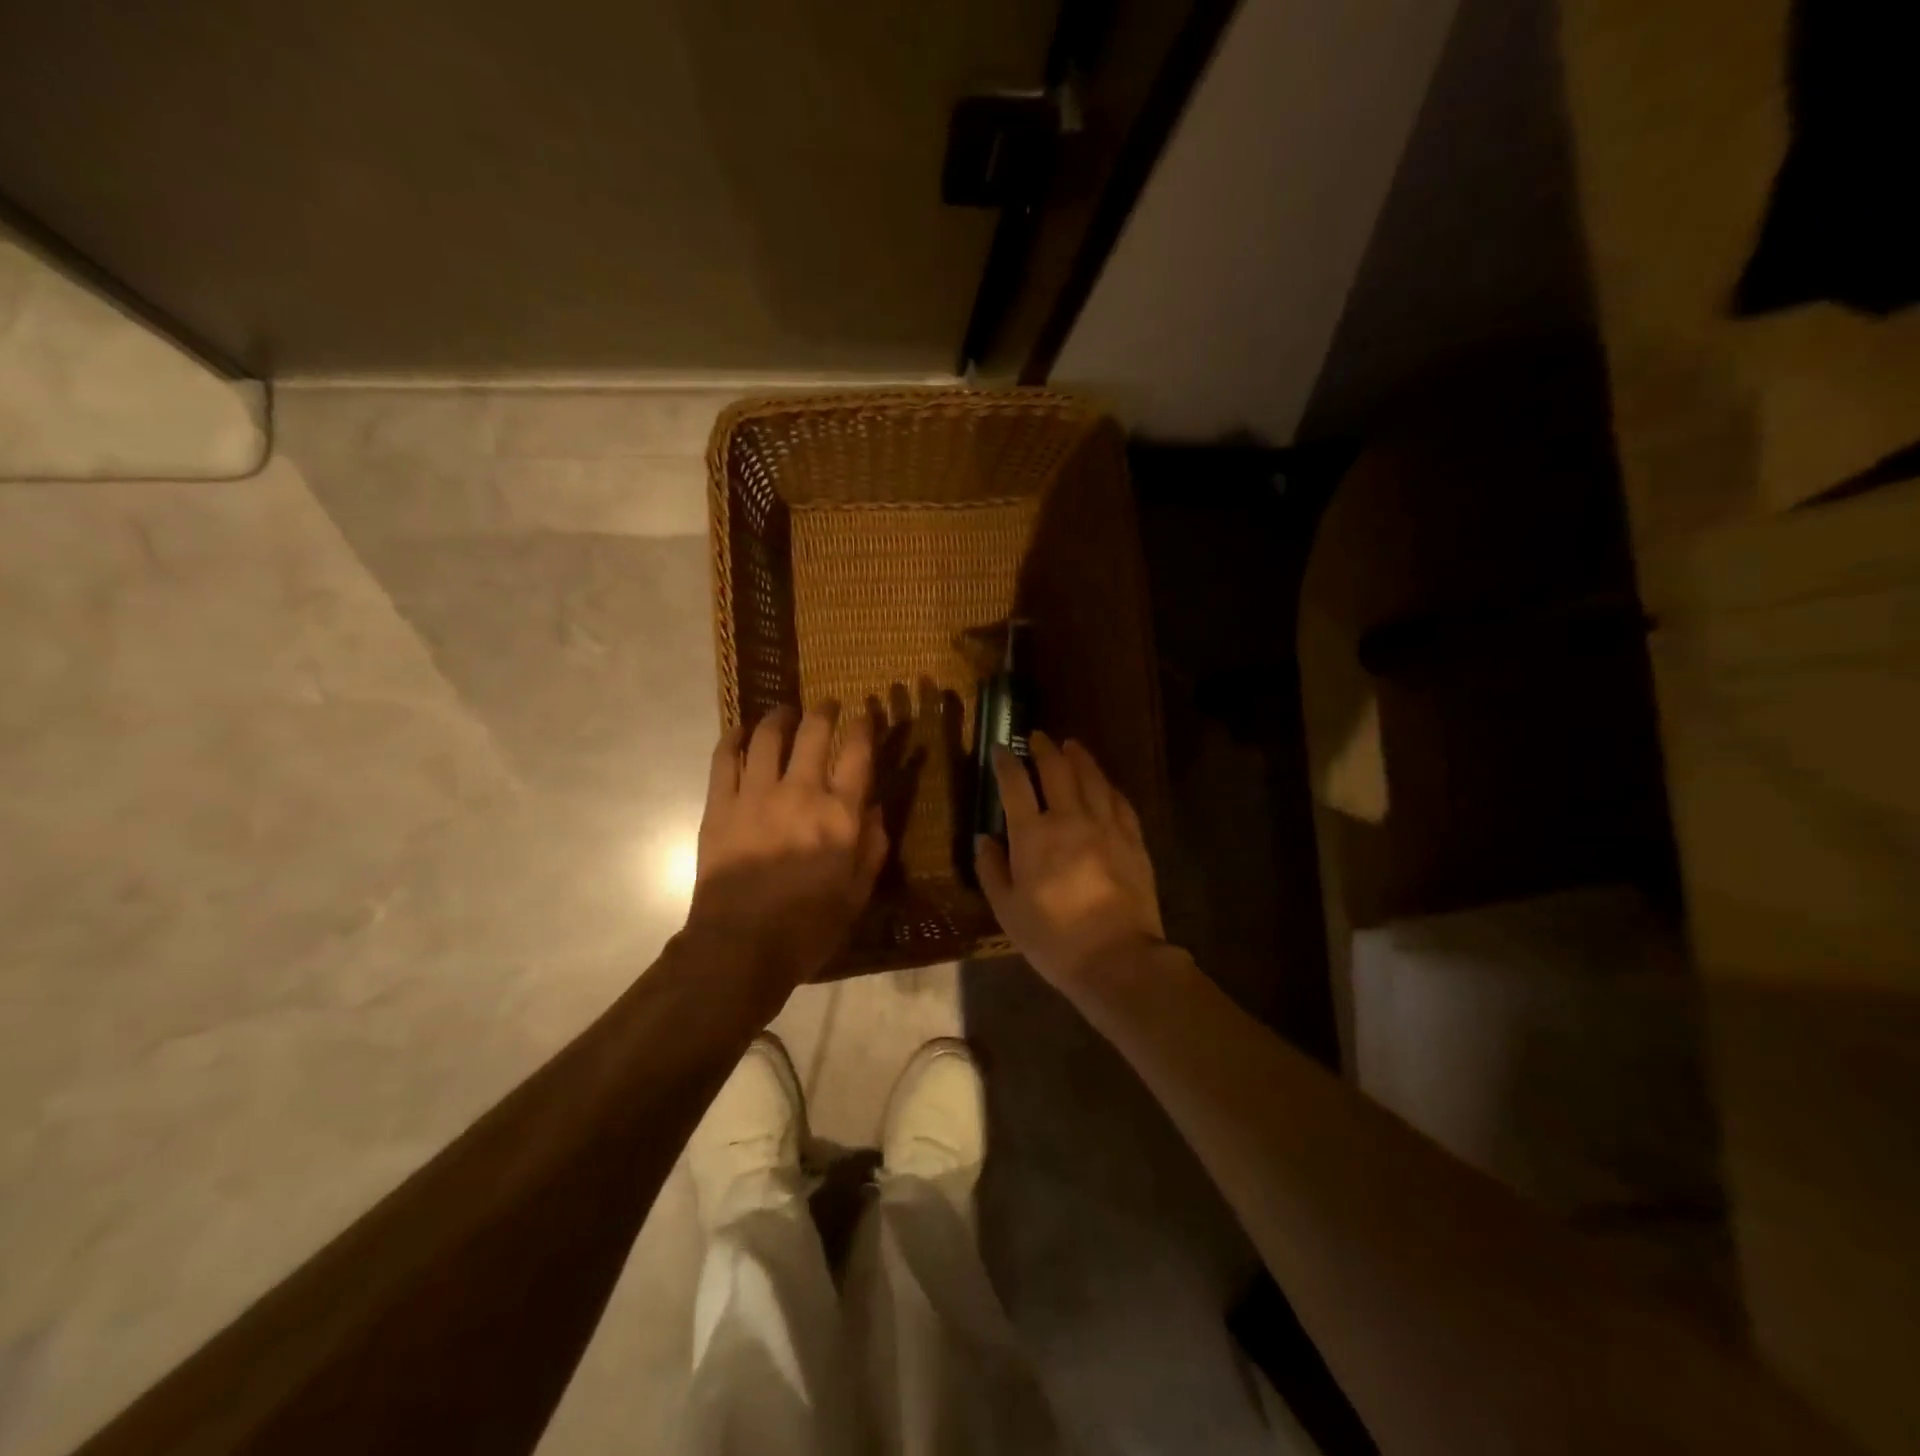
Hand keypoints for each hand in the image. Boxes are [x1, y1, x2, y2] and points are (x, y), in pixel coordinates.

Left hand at [687, 705, 887, 990]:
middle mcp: (801, 793)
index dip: (864, 726)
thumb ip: (873, 846)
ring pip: (769, 737)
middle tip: (828, 704)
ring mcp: (755, 795)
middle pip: (814, 732)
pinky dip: (733, 738)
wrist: (740, 947)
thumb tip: (876, 808)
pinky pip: (725, 759)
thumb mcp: (858, 893)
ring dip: (780, 717)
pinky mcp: (720, 805)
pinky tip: (740, 730)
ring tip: (785, 713)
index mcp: (840, 814)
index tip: (865, 715)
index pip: (857, 753)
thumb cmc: (808, 926)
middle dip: (825, 710)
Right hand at [975, 731, 1164, 991]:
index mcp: (1033, 835)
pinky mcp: (1133, 839)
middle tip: (1036, 737)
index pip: (1015, 785)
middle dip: (1044, 749)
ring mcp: (1106, 826)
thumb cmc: (1053, 939)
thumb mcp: (1007, 910)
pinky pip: (1119, 800)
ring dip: (1078, 757)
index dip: (1006, 763)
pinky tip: (1104, 782)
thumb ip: (992, 869)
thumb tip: (985, 838)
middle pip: (1057, 770)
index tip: (1000, 749)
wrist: (1117, 958)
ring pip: (1092, 777)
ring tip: (1071, 745)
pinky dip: (1107, 785)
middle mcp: (1070, 819)